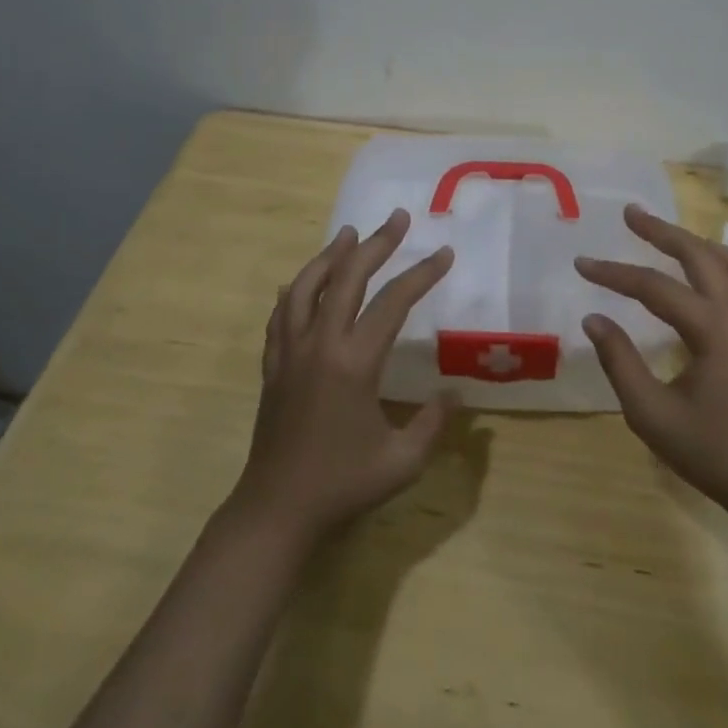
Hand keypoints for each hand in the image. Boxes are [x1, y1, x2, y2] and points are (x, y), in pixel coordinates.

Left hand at [231, 209, 456, 547]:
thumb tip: (454, 394)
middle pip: (347, 278)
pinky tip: (302, 282)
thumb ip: (433, 424)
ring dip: (330, 255)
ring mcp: (290, 351)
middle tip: (397, 218)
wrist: (276, 508)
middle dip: (376, 244)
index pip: (393, 302)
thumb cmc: (343, 484)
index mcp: (354, 363)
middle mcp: (320, 345)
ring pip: (307, 286)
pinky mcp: (273, 365)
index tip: (443, 253)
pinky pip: (281, 314)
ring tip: (350, 233)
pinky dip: (296, 289)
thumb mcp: (402, 461)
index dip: (422, 274)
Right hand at [575, 205, 727, 524]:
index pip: (653, 286)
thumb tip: (594, 318)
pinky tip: (707, 272)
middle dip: (662, 232)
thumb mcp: (651, 413)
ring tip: (669, 235)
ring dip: (698, 242)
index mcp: (711, 329)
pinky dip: (723, 262)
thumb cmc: (712, 452)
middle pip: (700, 255)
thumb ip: (619, 361)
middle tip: (630, 213)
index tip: (581, 263)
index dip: (613, 273)